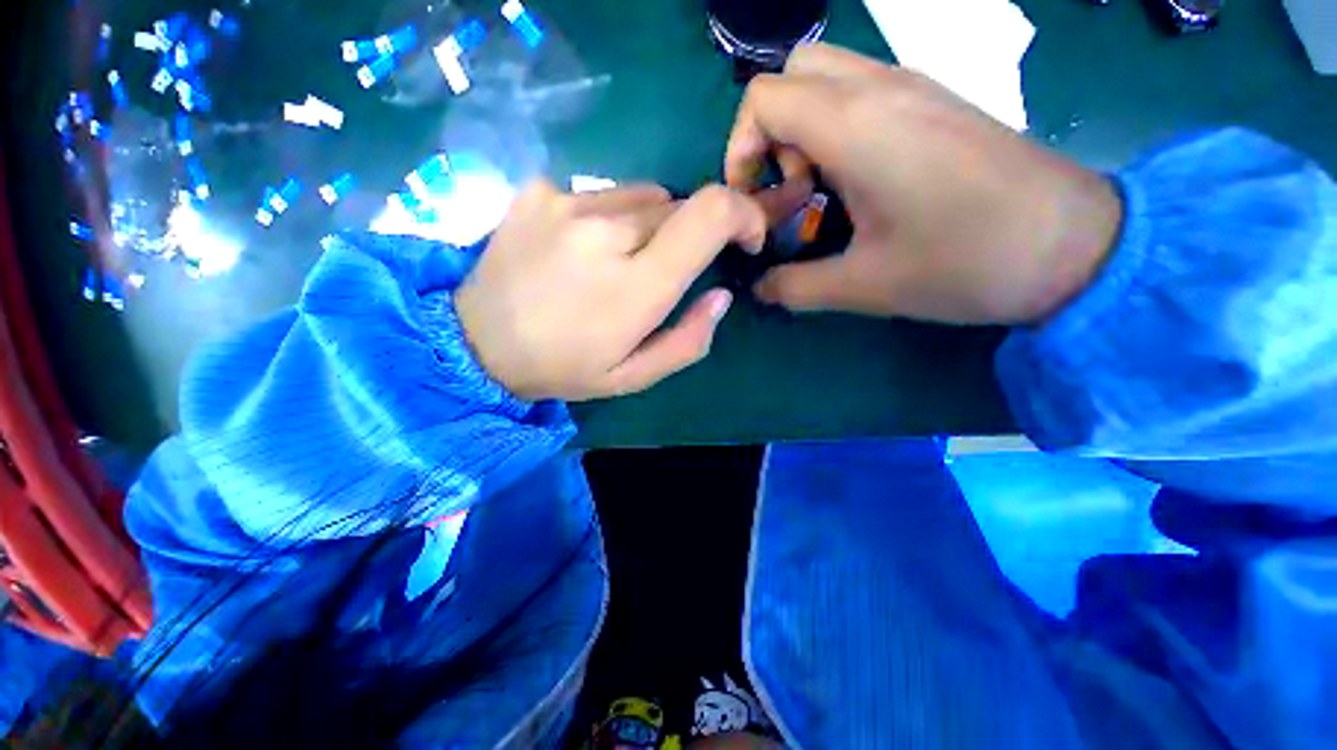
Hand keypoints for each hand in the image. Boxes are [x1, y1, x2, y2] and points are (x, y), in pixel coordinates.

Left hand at [454, 182, 765, 400]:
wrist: (477, 344)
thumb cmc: (564, 367)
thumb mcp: (634, 376)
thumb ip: (688, 339)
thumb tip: (720, 294)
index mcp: (637, 284)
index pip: (711, 213)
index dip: (743, 213)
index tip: (744, 237)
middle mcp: (606, 230)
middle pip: (678, 205)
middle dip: (687, 235)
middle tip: (657, 274)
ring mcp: (567, 202)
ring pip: (642, 195)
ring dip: (647, 225)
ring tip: (616, 263)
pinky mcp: (539, 191)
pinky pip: (599, 194)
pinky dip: (606, 218)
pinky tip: (579, 249)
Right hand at [726, 44, 1122, 324]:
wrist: (1074, 245)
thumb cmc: (963, 262)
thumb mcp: (862, 286)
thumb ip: (793, 287)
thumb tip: (758, 289)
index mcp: (855, 126)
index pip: (762, 99)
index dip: (740, 150)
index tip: (755, 201)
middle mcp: (880, 88)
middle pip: (791, 74)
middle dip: (770, 134)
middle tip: (790, 191)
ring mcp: (913, 88)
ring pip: (826, 77)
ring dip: (803, 130)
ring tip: (822, 190)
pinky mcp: (934, 101)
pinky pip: (862, 90)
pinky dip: (837, 127)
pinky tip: (858, 180)